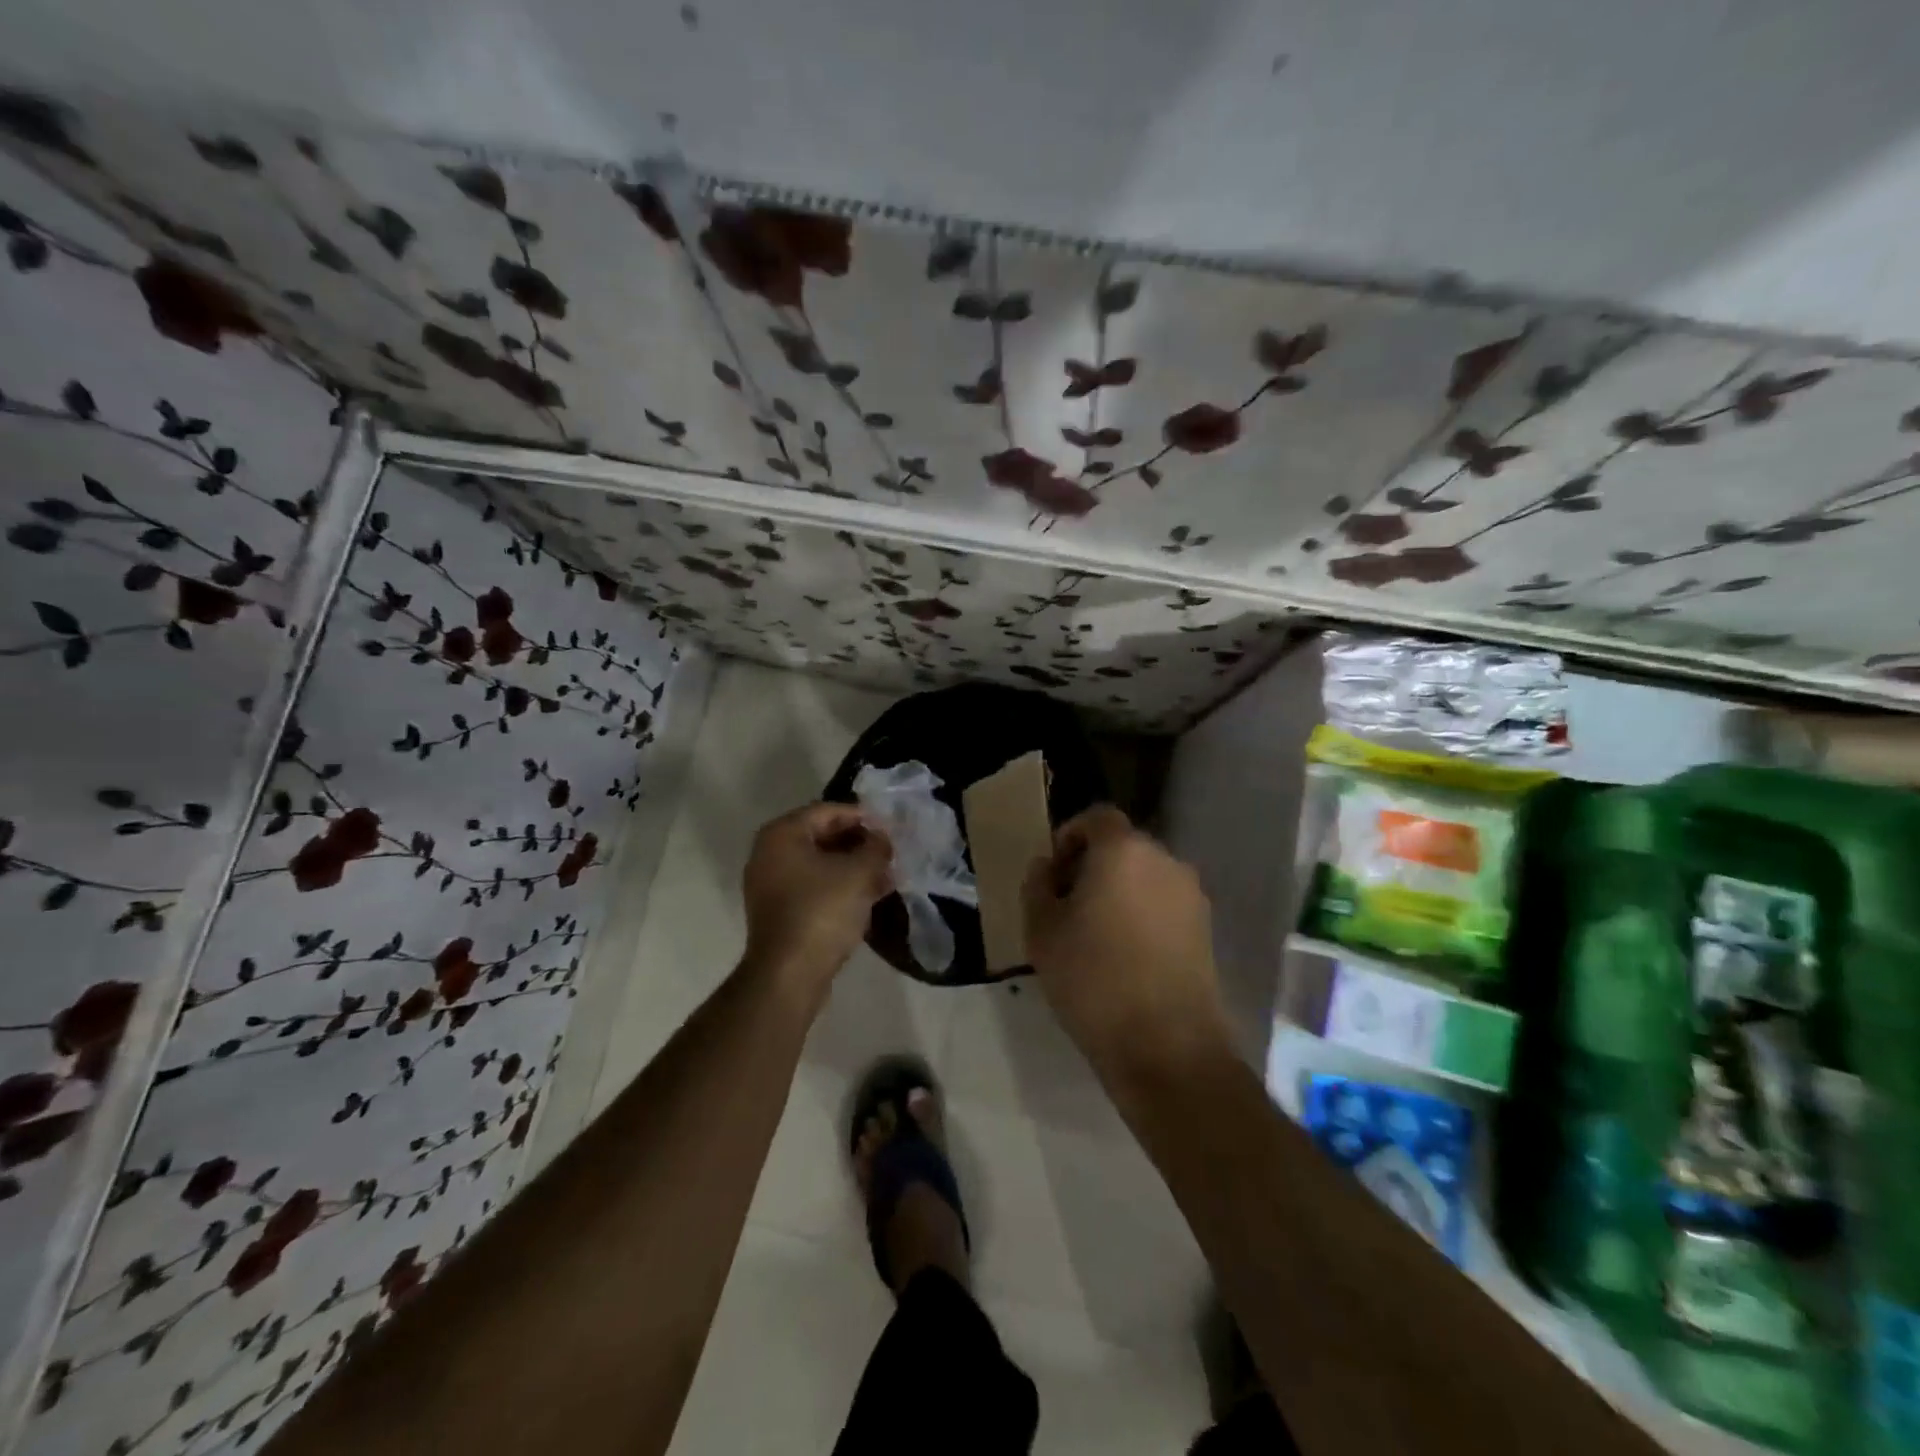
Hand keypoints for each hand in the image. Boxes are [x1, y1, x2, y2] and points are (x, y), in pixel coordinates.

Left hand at [742, 802, 892, 989]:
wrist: (789, 974)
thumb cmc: (822, 911)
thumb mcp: (859, 873)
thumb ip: (875, 847)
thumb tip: (881, 839)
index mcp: (783, 834)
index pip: (828, 811)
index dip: (863, 817)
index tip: (890, 829)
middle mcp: (770, 853)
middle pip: (822, 836)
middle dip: (859, 844)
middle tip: (890, 853)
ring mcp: (771, 884)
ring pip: (820, 864)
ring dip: (853, 867)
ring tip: (887, 876)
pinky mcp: (779, 911)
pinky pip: (814, 887)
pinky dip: (840, 887)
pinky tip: (870, 897)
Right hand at [1022, 806, 1231, 1077]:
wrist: (1166, 1046)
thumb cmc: (1092, 978)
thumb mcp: (1042, 930)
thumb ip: (1037, 886)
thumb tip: (1046, 867)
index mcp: (1123, 850)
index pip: (1097, 817)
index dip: (1070, 835)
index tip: (1052, 871)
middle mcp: (1165, 860)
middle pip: (1123, 846)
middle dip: (1092, 865)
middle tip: (1066, 904)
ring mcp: (1191, 896)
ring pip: (1145, 877)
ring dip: (1119, 891)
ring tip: (1094, 933)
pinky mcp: (1206, 930)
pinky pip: (1164, 905)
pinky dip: (1142, 914)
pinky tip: (1125, 955)